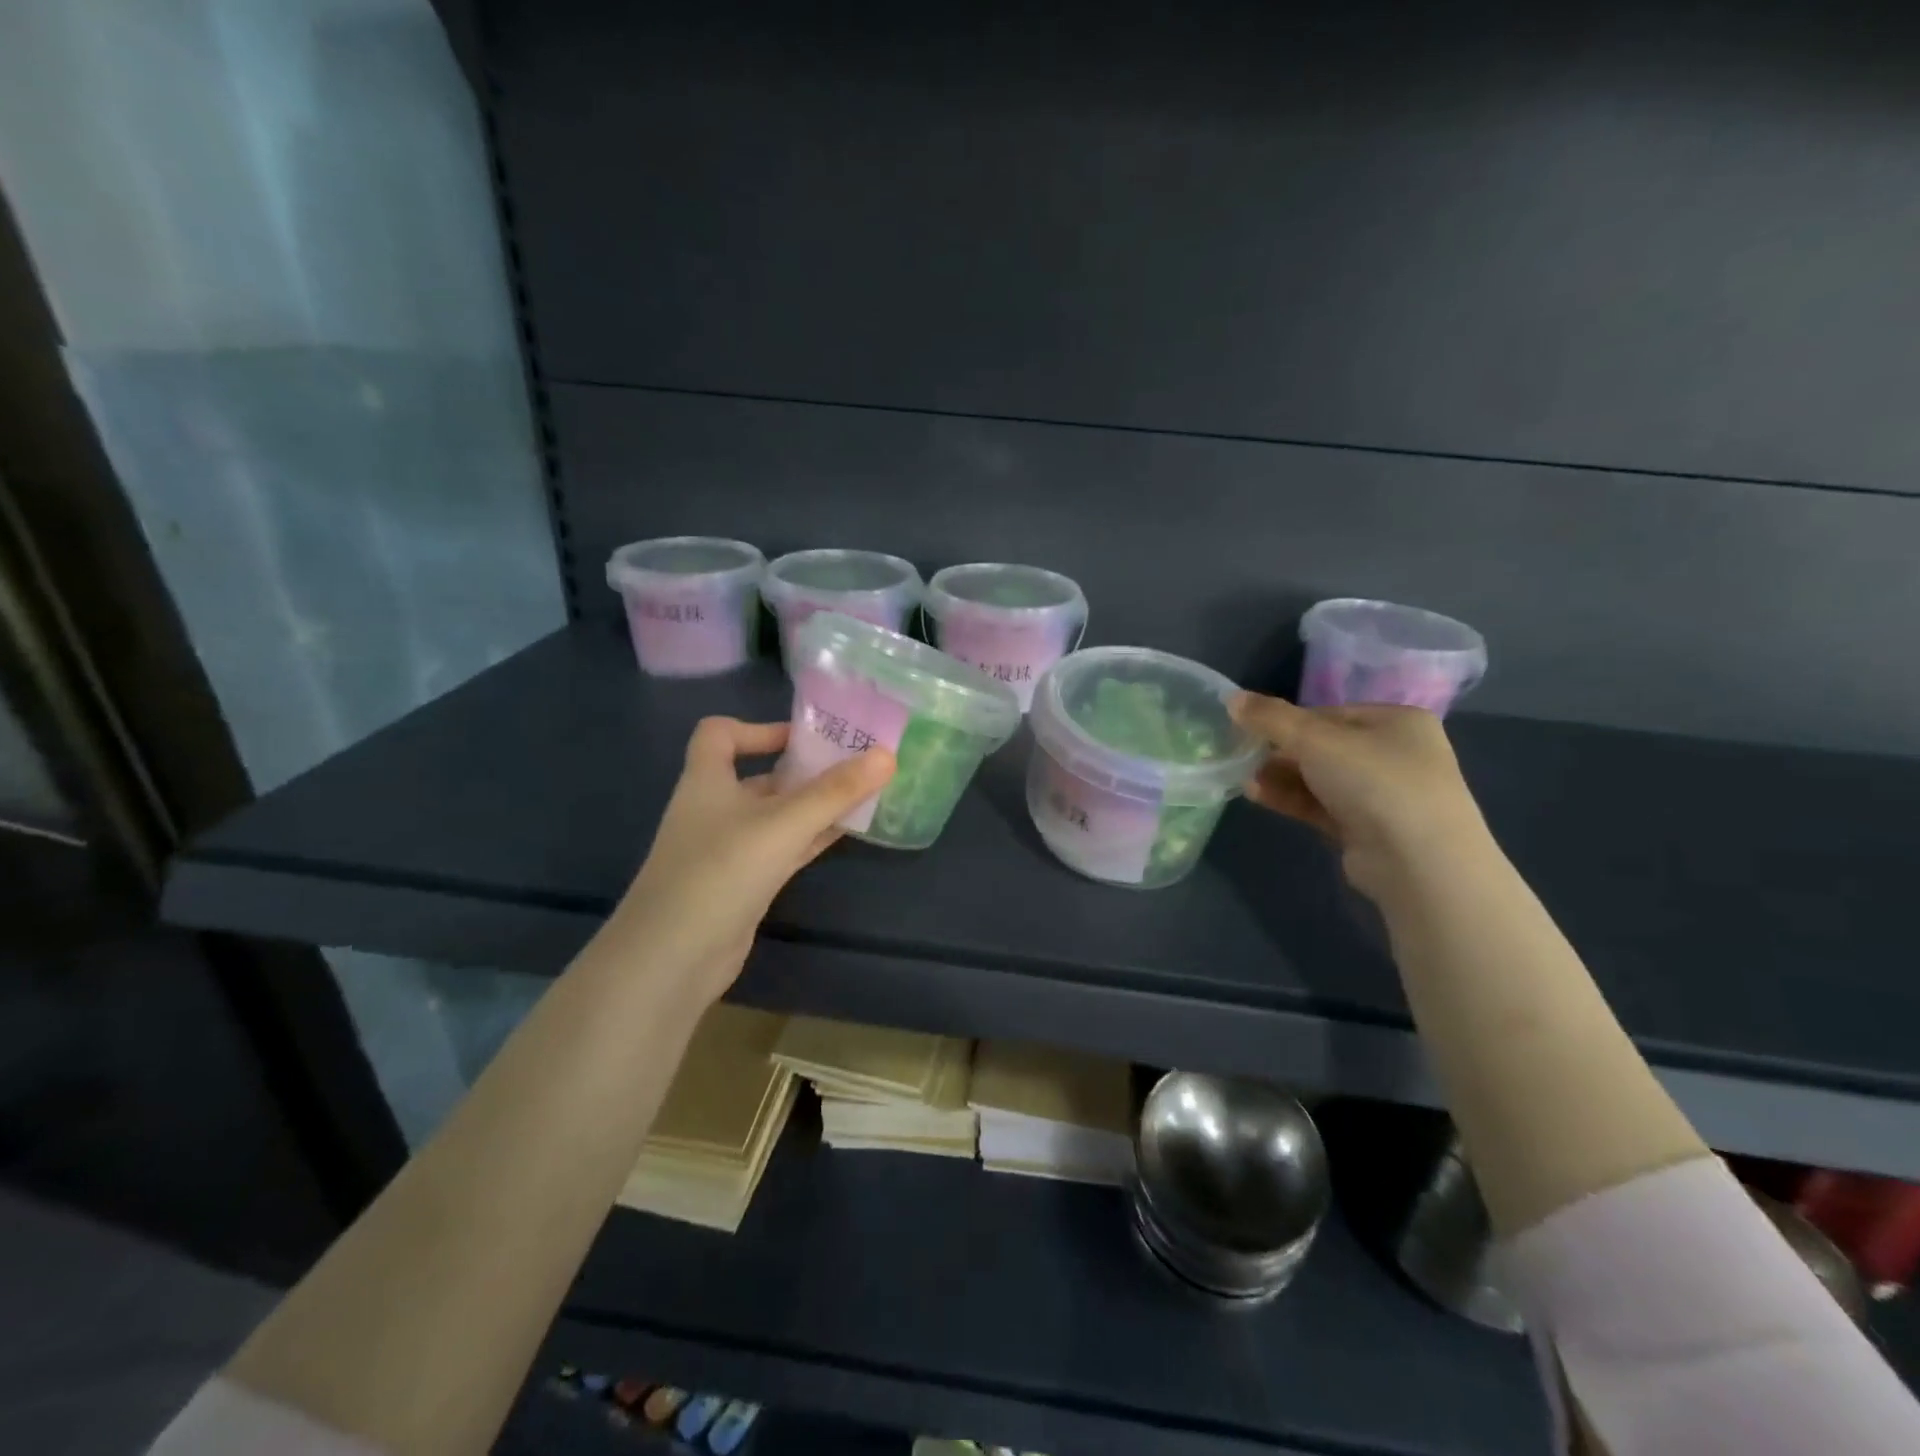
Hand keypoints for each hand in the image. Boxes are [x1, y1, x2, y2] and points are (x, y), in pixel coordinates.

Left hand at [608, 717, 894, 1005]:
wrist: (674, 957)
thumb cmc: (721, 871)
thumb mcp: (783, 824)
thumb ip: (835, 791)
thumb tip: (887, 755)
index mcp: (707, 781)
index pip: (719, 733)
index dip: (758, 728)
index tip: (803, 739)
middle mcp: (714, 809)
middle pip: (759, 777)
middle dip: (803, 770)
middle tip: (853, 766)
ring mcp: (727, 850)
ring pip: (775, 816)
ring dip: (812, 807)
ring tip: (860, 796)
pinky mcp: (741, 884)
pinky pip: (781, 849)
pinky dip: (809, 839)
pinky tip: (843, 835)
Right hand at [1230, 694, 1487, 898]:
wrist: (1419, 861)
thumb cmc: (1374, 781)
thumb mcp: (1315, 739)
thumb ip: (1270, 717)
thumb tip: (1231, 698)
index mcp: (1397, 721)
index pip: (1330, 713)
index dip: (1288, 720)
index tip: (1252, 730)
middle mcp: (1395, 754)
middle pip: (1323, 746)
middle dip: (1280, 752)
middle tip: (1243, 756)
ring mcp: (1384, 795)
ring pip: (1320, 778)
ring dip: (1280, 777)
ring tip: (1243, 778)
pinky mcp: (1368, 830)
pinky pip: (1321, 806)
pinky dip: (1291, 799)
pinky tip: (1256, 795)